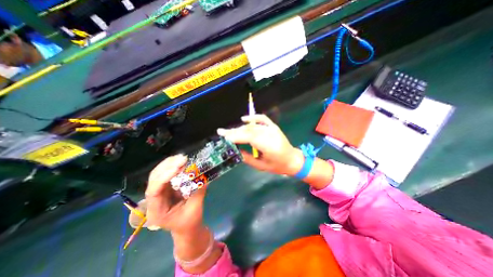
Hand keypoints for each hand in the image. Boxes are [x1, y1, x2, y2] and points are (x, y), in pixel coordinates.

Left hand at [143, 154, 206, 234]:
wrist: (186, 228)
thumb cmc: (190, 222)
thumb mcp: (195, 209)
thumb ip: (198, 193)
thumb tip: (203, 178)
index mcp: (157, 211)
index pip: (154, 192)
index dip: (164, 177)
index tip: (178, 168)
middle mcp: (153, 201)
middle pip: (154, 179)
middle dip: (167, 167)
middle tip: (182, 159)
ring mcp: (159, 193)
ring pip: (158, 174)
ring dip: (169, 164)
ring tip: (182, 158)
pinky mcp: (165, 188)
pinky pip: (165, 174)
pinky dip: (172, 166)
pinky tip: (180, 162)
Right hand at [219, 114, 304, 174]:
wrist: (292, 160)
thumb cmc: (277, 166)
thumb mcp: (261, 166)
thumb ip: (247, 158)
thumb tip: (236, 151)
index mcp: (269, 146)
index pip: (249, 137)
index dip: (236, 136)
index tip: (224, 137)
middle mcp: (270, 135)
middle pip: (249, 130)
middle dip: (234, 131)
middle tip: (222, 132)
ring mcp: (272, 129)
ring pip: (253, 126)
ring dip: (240, 128)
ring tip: (230, 131)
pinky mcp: (273, 127)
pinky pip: (262, 119)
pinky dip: (253, 117)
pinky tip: (244, 119)